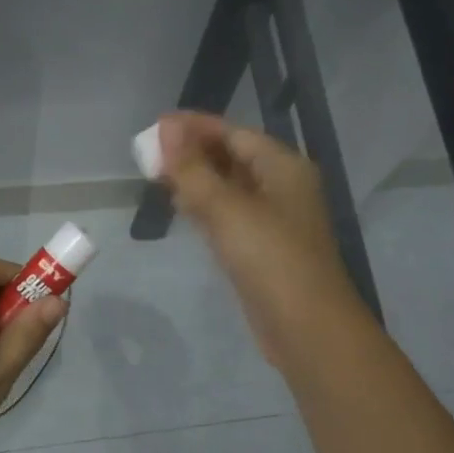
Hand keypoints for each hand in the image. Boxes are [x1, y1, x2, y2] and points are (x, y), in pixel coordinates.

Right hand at [157, 110, 368, 374]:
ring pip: (228, 188)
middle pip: (232, 158)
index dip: (195, 127)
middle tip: (148, 152)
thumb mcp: (228, 209)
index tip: (156, 125)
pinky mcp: (260, 250)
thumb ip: (194, 169)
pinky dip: (204, 207)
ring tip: (156, 174)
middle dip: (192, 152)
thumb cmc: (271, 260)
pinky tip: (180, 208)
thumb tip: (166, 128)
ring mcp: (272, 220)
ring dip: (196, 179)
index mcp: (283, 167)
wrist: (305, 327)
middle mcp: (281, 187)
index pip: (234, 133)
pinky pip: (228, 216)